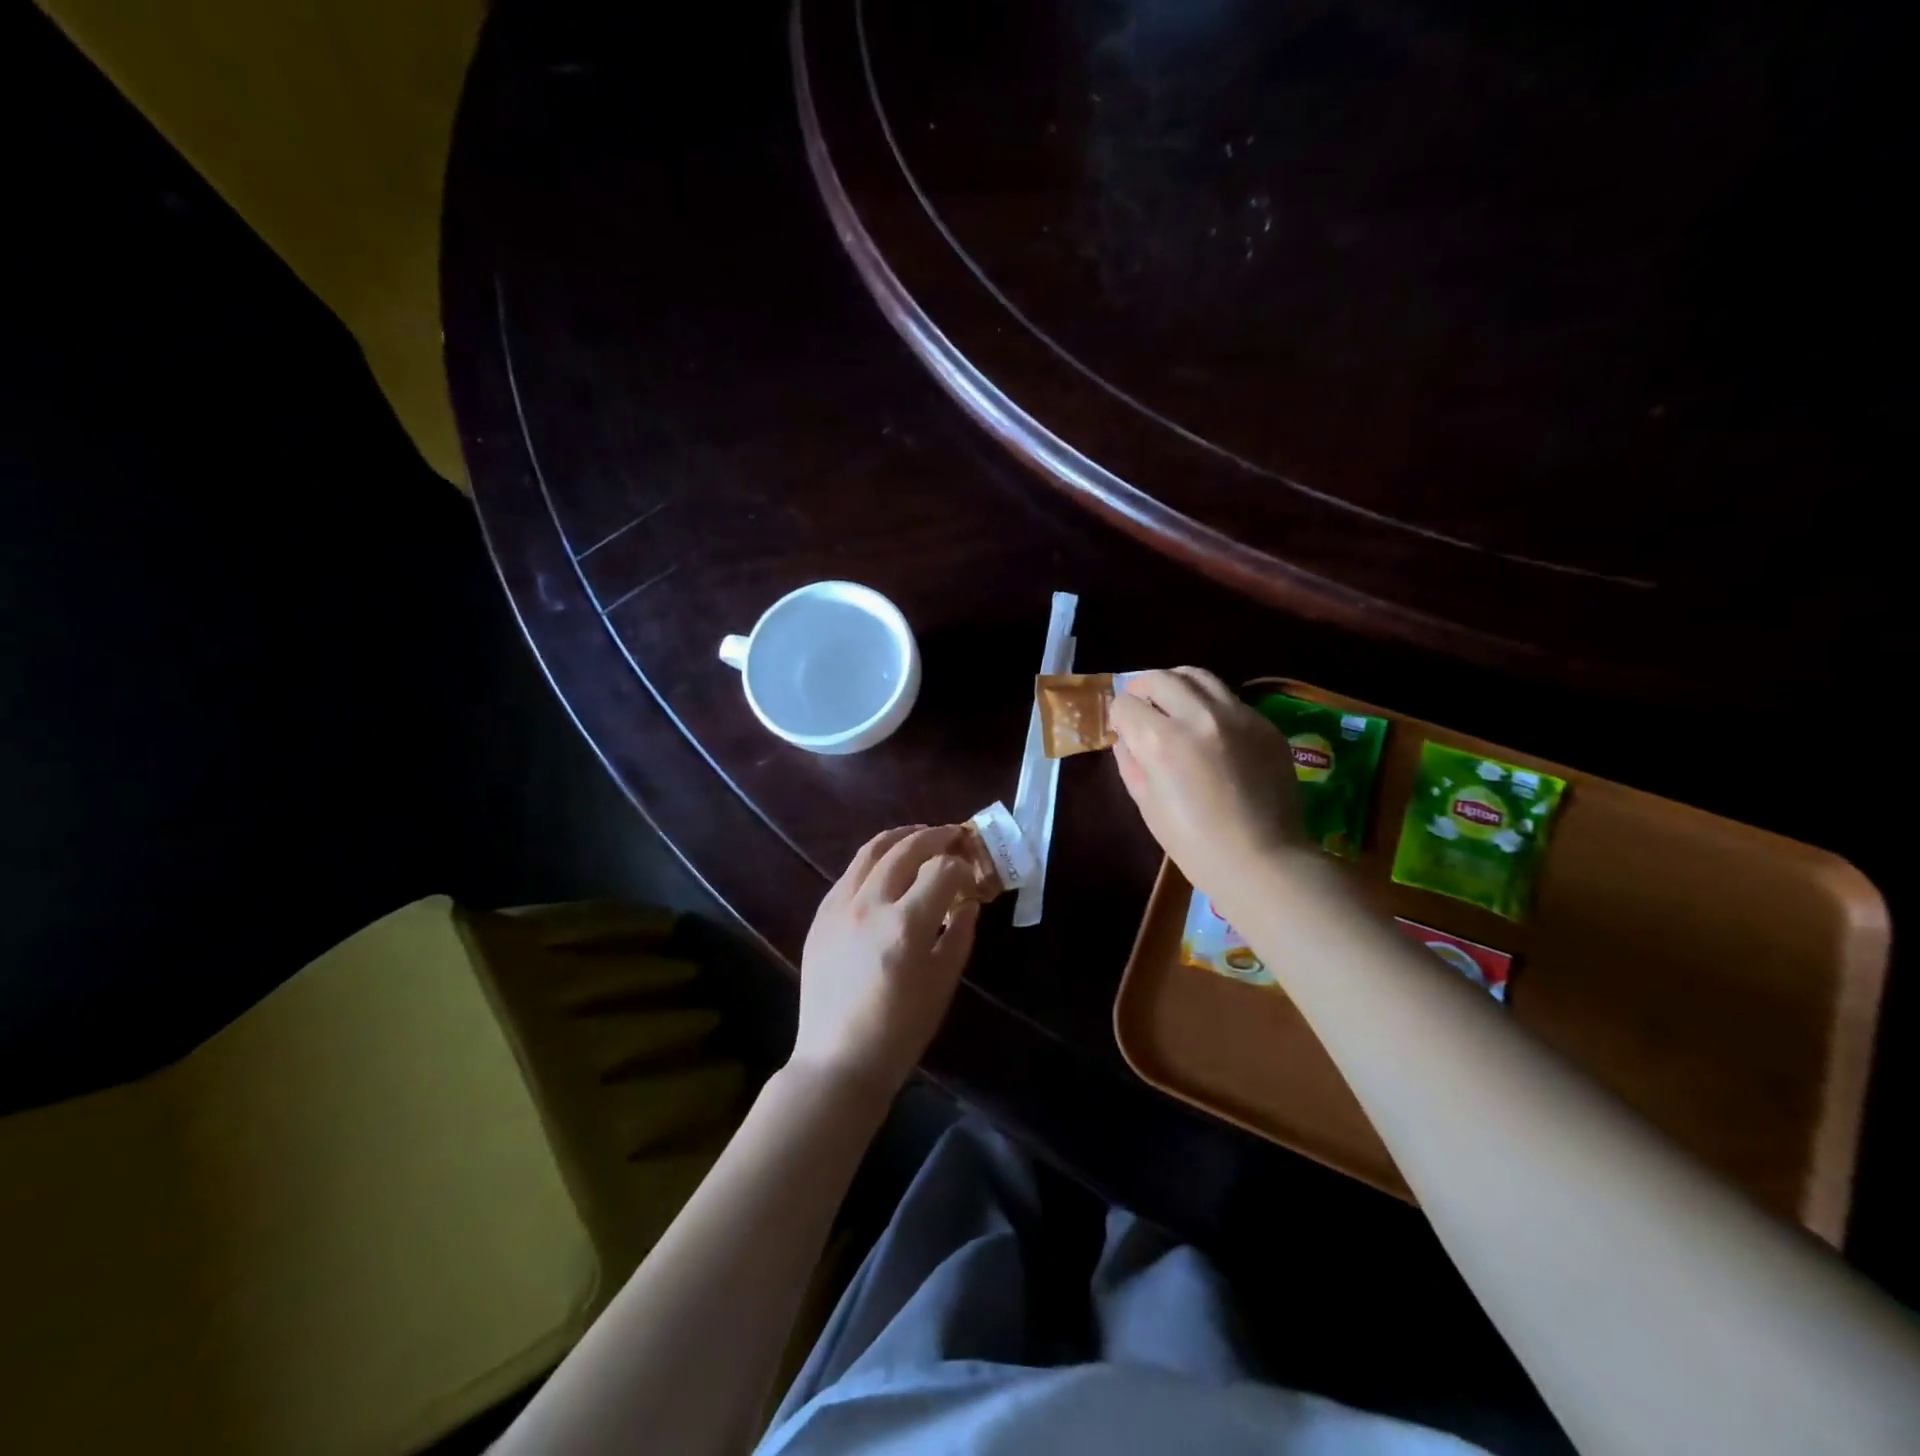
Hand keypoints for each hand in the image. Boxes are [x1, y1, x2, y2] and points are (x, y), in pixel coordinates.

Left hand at [793, 825, 980, 1100]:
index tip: (971, 873)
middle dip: (935, 837)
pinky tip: (884, 866)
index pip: (941, 870)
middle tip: (953, 835)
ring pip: (871, 851)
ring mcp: (839, 907)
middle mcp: (870, 904)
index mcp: (906, 924)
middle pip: (906, 849)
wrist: (838, 1059)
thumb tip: (969, 902)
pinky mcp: (820, 916)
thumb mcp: (942, 983)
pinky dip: (872, 860)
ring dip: (900, 837)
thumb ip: (960, 935)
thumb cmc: (900, 1029)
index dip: (962, 866)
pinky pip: (848, 873)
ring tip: (919, 834)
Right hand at [1110, 668, 1308, 897]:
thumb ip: (1131, 762)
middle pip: (1160, 678)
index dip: (1118, 716)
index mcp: (1162, 740)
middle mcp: (1199, 716)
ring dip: (1177, 684)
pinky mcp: (1264, 724)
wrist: (1262, 861)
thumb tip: (1127, 738)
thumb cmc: (1194, 844)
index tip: (1122, 728)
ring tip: (1174, 702)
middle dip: (1142, 688)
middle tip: (1141, 706)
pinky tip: (1211, 730)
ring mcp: (1237, 716)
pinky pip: (1229, 699)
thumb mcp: (1146, 804)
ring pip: (1198, 676)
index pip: (1126, 704)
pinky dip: (1210, 705)